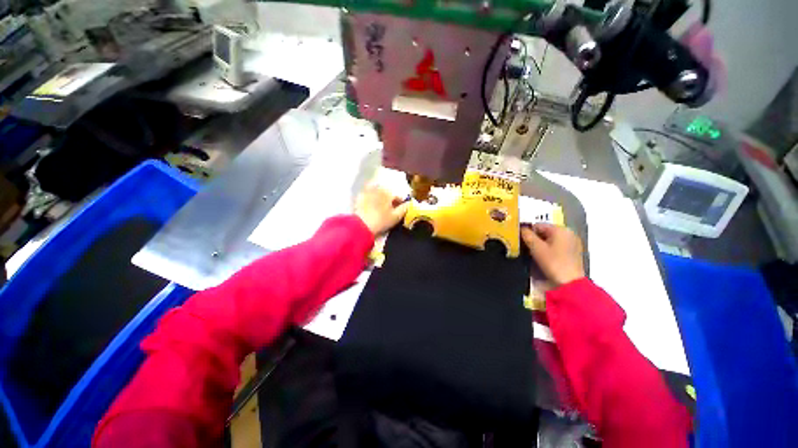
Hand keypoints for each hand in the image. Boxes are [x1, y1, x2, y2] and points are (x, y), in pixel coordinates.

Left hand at [355, 184, 409, 235]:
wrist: (361, 226)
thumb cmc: (381, 221)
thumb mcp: (396, 217)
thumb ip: (405, 208)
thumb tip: (411, 203)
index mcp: (388, 192)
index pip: (398, 197)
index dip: (400, 204)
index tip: (399, 212)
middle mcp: (378, 187)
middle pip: (388, 194)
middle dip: (390, 201)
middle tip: (389, 212)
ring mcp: (367, 191)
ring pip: (378, 194)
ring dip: (380, 199)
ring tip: (380, 210)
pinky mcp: (359, 196)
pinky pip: (368, 196)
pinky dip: (371, 200)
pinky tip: (370, 208)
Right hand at [521, 223, 584, 285]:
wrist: (570, 283)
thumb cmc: (553, 263)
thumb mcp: (536, 248)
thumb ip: (527, 235)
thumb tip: (521, 228)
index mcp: (560, 229)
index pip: (538, 225)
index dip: (527, 232)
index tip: (520, 241)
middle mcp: (569, 233)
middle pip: (545, 232)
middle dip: (535, 239)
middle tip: (526, 248)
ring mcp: (573, 243)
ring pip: (551, 240)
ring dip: (541, 245)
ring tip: (534, 254)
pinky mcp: (574, 253)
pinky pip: (557, 247)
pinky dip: (549, 250)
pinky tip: (544, 258)